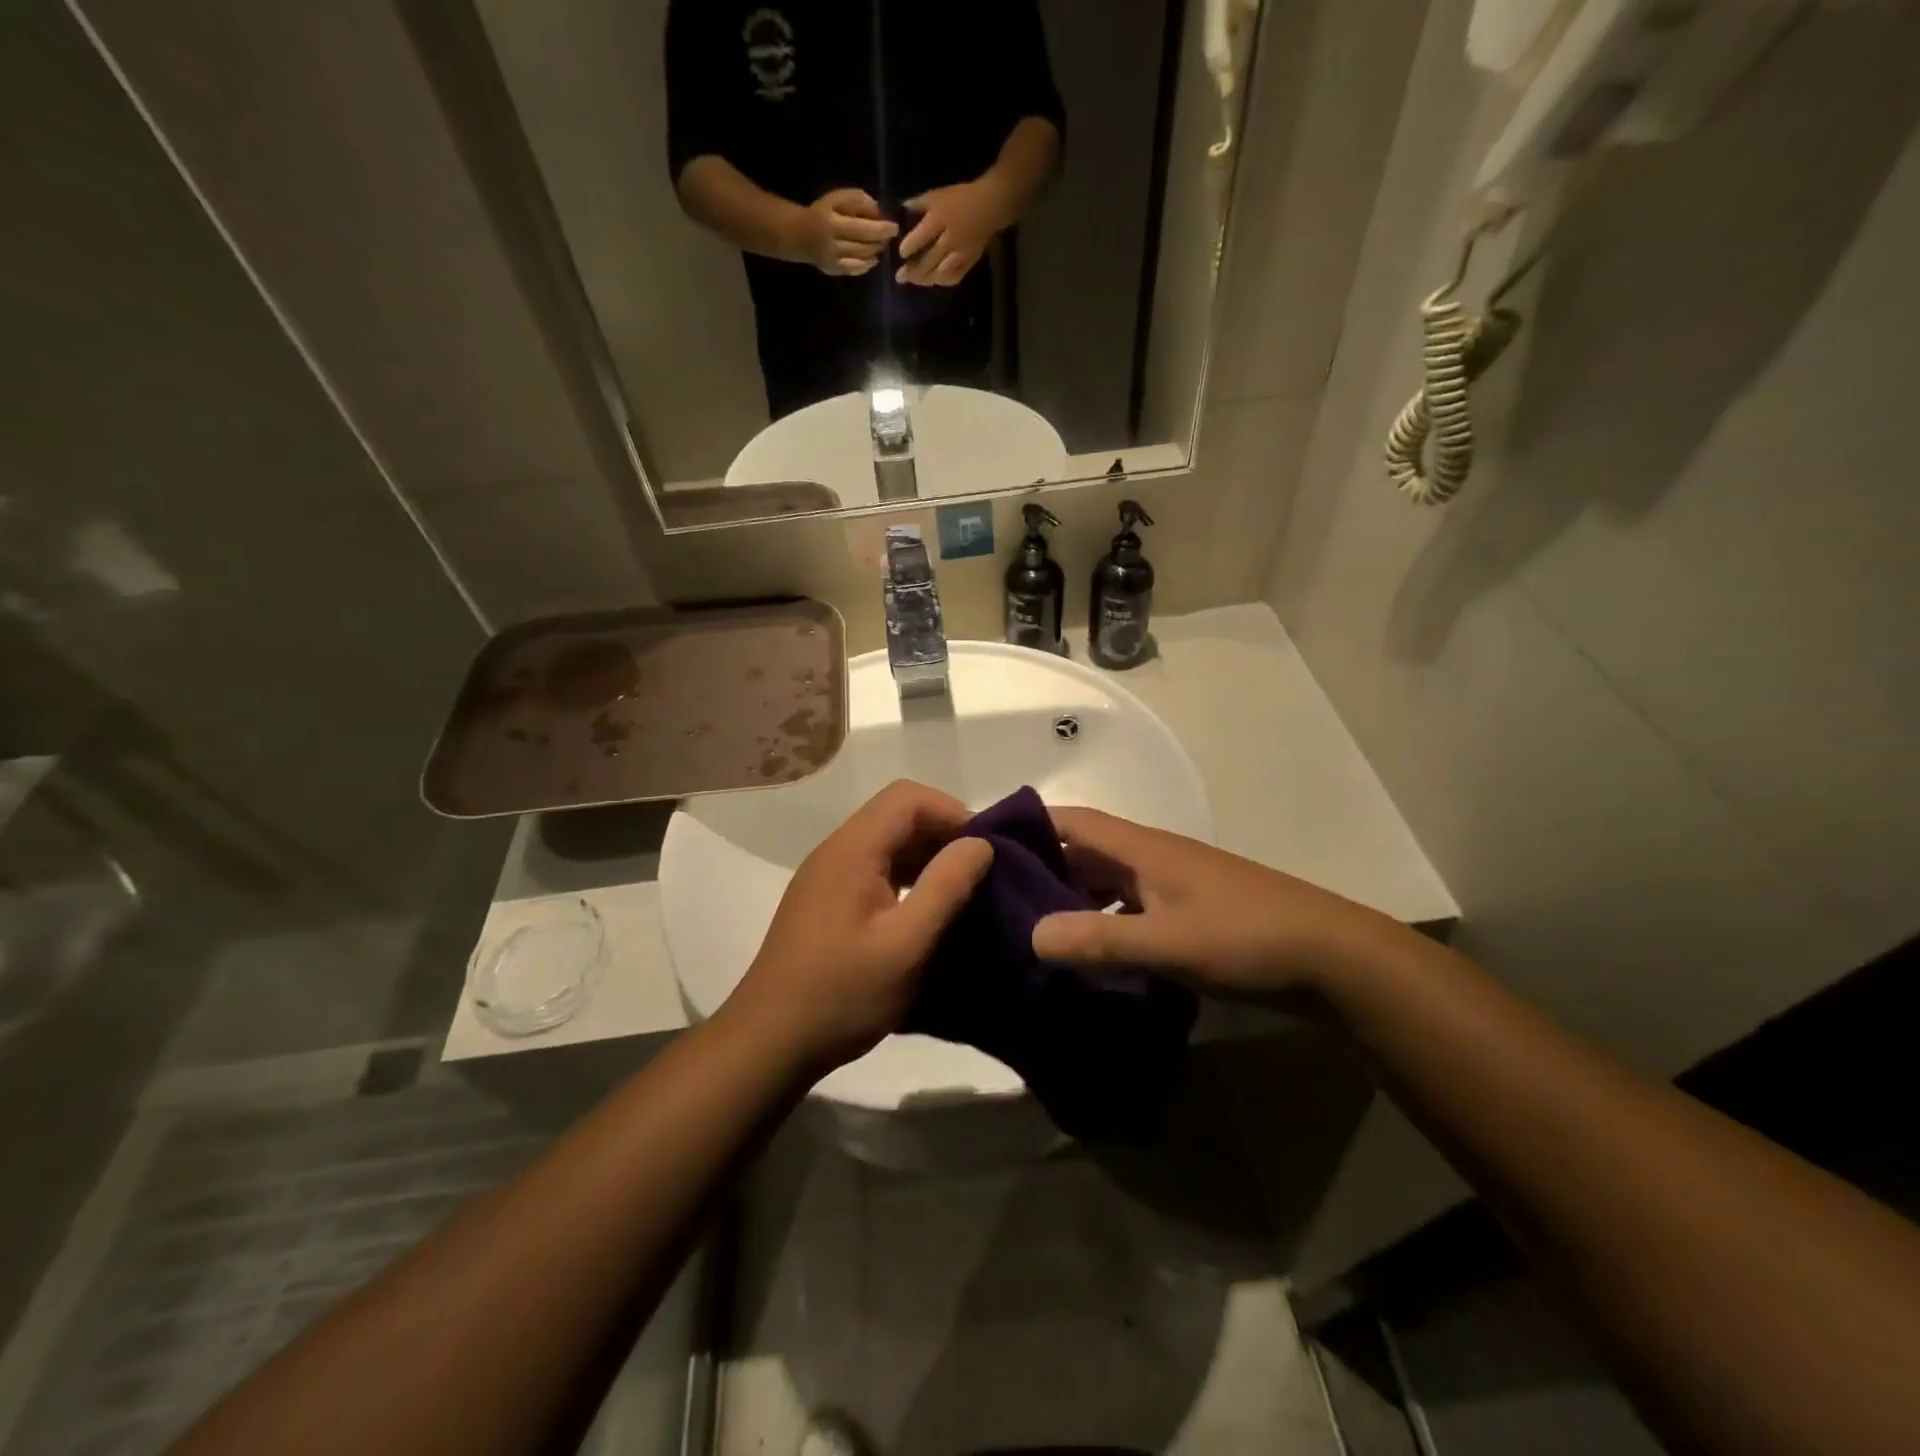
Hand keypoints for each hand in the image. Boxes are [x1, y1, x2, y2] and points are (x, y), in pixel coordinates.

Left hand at [726, 781, 992, 1073]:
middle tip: (980, 872)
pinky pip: (872, 869)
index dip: (951, 811)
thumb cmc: (842, 993)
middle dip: (942, 833)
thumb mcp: (906, 944)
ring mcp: (826, 876)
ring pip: (885, 843)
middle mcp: (835, 851)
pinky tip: (924, 911)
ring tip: (960, 891)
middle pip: (895, 815)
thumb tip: (980, 844)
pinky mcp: (825, 901)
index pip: (907, 797)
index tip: (984, 848)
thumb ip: (946, 887)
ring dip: (925, 856)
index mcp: (852, 850)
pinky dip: (905, 877)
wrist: (769, 1041)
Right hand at [794, 188, 898, 276]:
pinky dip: (867, 265)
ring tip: (881, 245)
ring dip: (875, 252)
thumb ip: (858, 201)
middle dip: (880, 241)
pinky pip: (855, 270)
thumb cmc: (823, 212)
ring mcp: (833, 260)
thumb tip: (878, 212)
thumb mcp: (837, 198)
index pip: (862, 228)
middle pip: (863, 246)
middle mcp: (832, 244)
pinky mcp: (833, 271)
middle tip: (889, 237)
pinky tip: (872, 259)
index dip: (881, 229)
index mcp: (832, 222)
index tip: (894, 227)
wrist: (799, 235)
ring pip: (861, 259)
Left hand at [895, 179, 1009, 286]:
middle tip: (900, 276)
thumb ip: (919, 203)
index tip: (901, 253)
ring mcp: (960, 253)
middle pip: (929, 260)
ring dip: (926, 279)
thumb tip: (901, 209)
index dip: (909, 247)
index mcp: (940, 219)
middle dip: (913, 271)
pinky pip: (955, 276)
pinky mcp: (970, 261)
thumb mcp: (938, 195)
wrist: (990, 205)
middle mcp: (950, 239)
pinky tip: (935, 280)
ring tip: (915, 281)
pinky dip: (943, 280)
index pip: (921, 236)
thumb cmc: (961, 197)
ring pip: (940, 273)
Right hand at [1030, 808, 1400, 1001]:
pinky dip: (1104, 928)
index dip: (1029, 825)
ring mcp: (1173, 888)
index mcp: (1142, 849)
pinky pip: (1130, 913)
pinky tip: (1089, 961)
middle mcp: (1152, 859)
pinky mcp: (1188, 917)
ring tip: (1031, 935)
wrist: (1333, 959)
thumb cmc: (1246, 938)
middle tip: (995, 902)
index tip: (984, 846)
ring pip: (1107, 886)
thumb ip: (1099, 939)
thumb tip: (1030, 935)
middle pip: (1085, 854)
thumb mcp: (1167, 942)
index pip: (1072, 821)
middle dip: (1042, 872)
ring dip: (1072, 903)